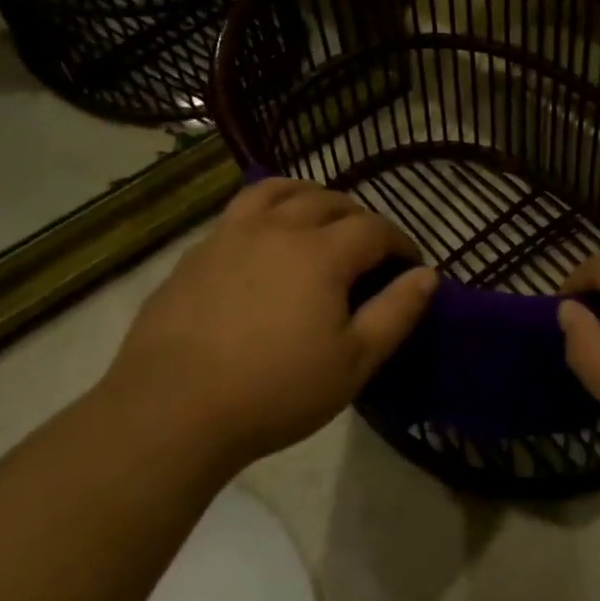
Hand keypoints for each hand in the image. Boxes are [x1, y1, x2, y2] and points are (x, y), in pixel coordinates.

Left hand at [101, 180, 437, 472]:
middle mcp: (278, 228)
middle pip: (329, 201)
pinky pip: (240, 210)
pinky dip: (266, 211)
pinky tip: (265, 242)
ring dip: (310, 197)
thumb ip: (395, 313)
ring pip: (279, 191)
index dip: (399, 241)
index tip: (408, 265)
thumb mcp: (353, 362)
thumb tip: (427, 275)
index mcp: (322, 253)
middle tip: (368, 250)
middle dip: (359, 218)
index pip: (374, 228)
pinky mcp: (197, 252)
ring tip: (318, 220)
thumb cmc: (276, 390)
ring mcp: (231, 235)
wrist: (172, 409)